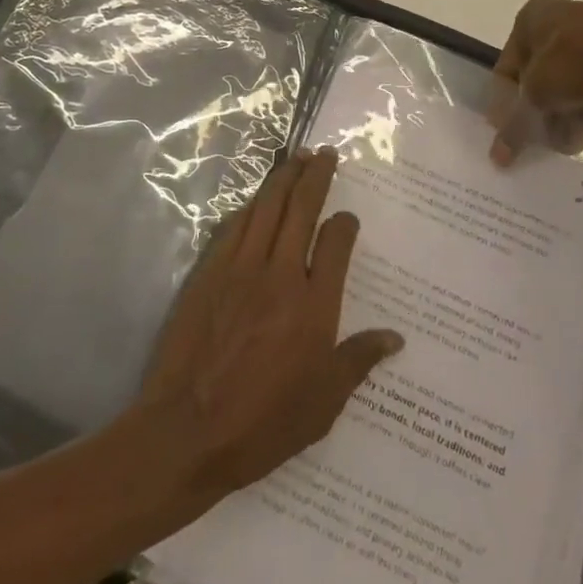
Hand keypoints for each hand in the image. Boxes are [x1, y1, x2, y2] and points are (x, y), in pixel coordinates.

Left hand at [136, 148, 403, 501]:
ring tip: (296, 157)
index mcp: (315, 306)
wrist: (187, 430)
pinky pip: (235, 225)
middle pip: (302, 208)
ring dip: (283, 177)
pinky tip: (256, 199)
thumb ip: (358, 361)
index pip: (336, 243)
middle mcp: (281, 274)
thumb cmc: (262, 424)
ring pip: (267, 207)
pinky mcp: (211, 271)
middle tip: (325, 153)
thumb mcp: (323, 404)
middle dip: (316, 175)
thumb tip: (394, 337)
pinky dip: (250, 206)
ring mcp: (242, 268)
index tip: (348, 217)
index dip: (344, 223)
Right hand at [487, 0, 582, 166]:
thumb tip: (498, 155)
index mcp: (530, 18)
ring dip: (565, 111)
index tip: (510, 133)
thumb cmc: (576, 62)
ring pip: (568, 82)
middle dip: (539, 110)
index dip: (505, 103)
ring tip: (568, 139)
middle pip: (538, 76)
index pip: (506, 67)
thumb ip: (515, 125)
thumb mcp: (537, 96)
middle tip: (541, 138)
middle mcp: (557, 18)